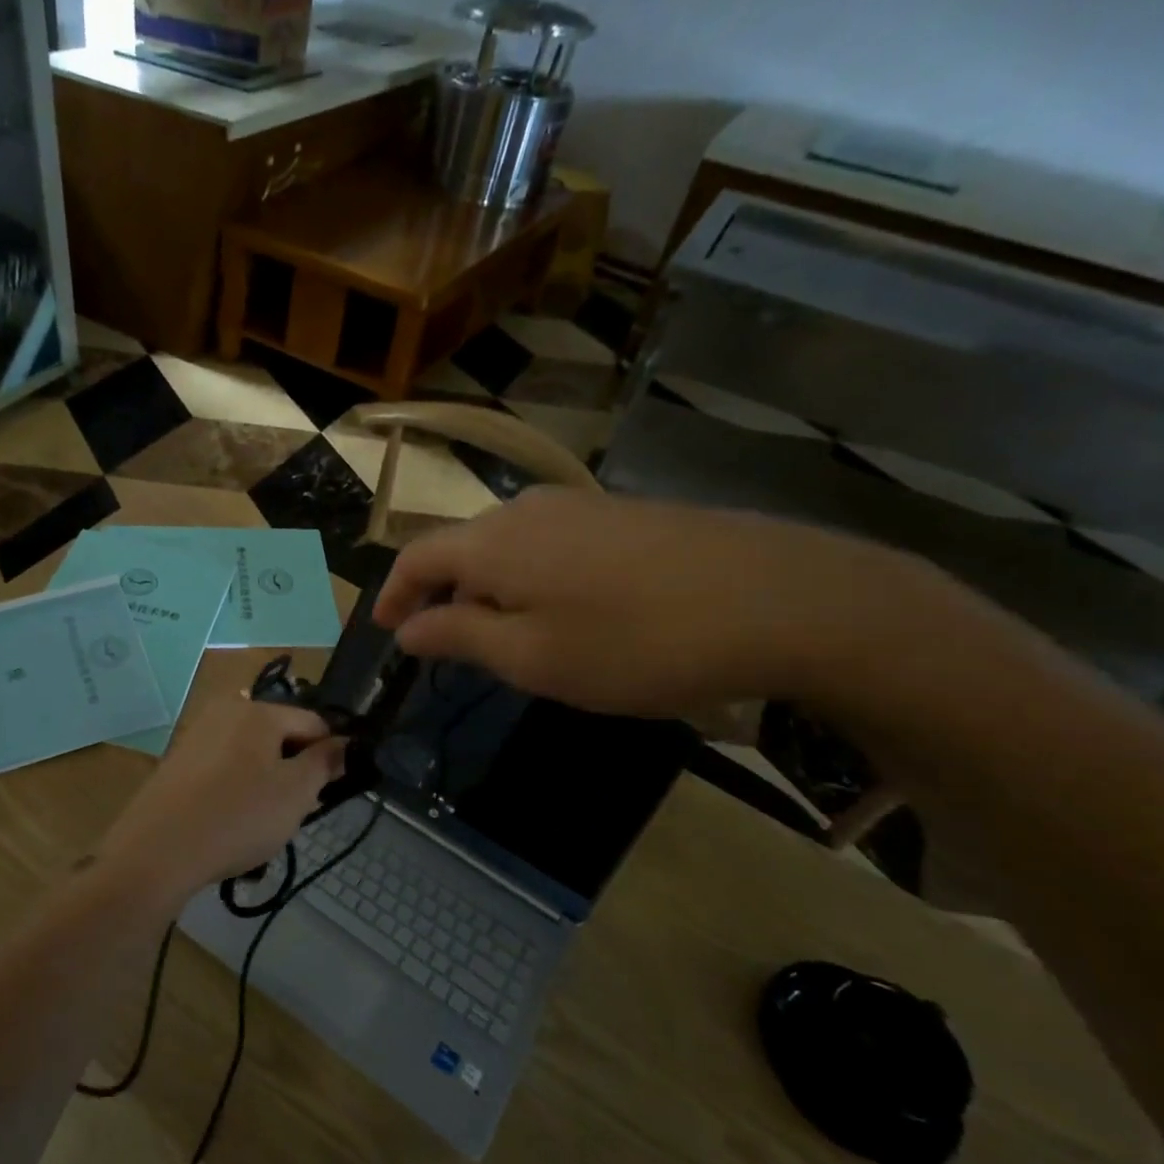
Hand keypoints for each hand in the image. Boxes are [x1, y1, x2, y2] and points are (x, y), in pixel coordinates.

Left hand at [101, 697, 345, 899]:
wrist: (157, 851)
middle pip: (279, 734)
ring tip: (263, 821)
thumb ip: (325, 763)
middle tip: (297, 810)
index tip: (332, 789)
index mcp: (258, 711)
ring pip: (250, 752)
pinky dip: (235, 787)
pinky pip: (222, 766)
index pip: (313, 722)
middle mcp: (226, 710)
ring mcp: (197, 734)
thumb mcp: (296, 793)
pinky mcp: (177, 760)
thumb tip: (345, 744)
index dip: (331, 753)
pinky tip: (231, 820)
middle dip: (294, 767)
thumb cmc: (238, 817)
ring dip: (265, 779)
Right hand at [372, 486, 914, 717]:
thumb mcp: (533, 658)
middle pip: (461, 548)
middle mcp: (526, 510)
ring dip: (488, 589)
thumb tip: (408, 629)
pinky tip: (564, 613)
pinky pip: (550, 544)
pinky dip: (531, 579)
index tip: (385, 632)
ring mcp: (579, 506)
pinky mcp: (622, 514)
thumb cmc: (634, 641)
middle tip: (445, 646)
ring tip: (503, 637)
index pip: (416, 558)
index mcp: (492, 543)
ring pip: (507, 546)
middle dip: (442, 596)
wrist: (777, 598)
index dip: (393, 595)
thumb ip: (459, 638)